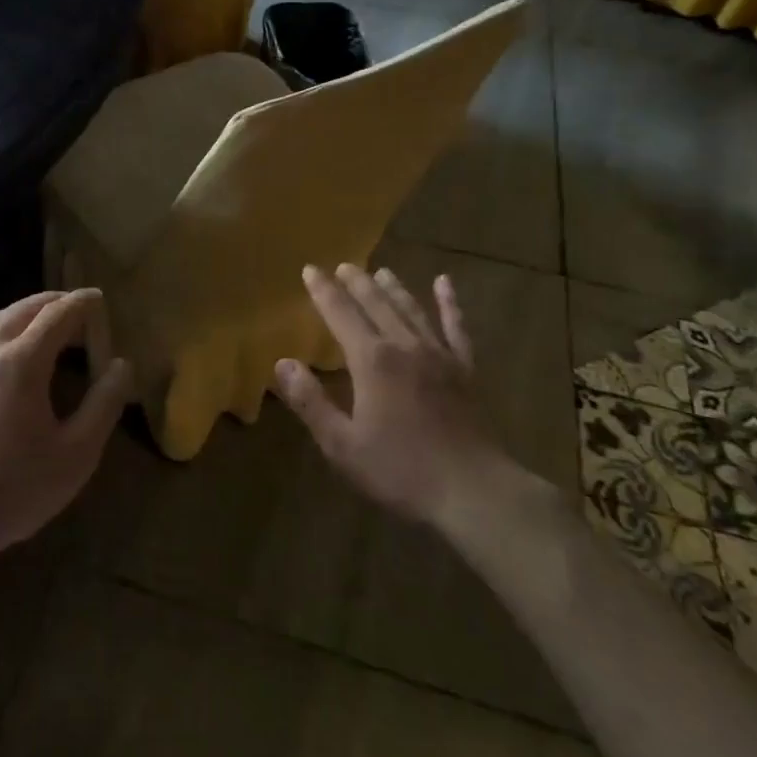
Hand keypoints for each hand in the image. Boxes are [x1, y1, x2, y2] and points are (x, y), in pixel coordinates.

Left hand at [0, 289, 132, 573]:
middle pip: (25, 309)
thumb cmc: (14, 491)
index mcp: (22, 362)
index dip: (82, 303)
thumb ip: (104, 404)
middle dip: (55, 303)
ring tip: (45, 324)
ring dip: (24, 313)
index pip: (59, 315)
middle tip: (79, 311)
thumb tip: (121, 364)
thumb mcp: (76, 454)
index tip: (99, 298)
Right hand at [277, 264, 518, 535]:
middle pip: (376, 304)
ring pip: (411, 309)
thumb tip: (283, 363)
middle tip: (343, 265)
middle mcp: (404, 346)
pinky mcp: (465, 369)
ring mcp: (439, 355)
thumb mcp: (342, 445)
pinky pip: (456, 327)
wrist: (474, 491)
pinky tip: (444, 283)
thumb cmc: (401, 470)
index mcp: (372, 361)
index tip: (310, 269)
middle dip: (356, 283)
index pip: (341, 314)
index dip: (324, 291)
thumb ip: (311, 402)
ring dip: (394, 288)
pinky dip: (449, 304)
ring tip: (381, 271)